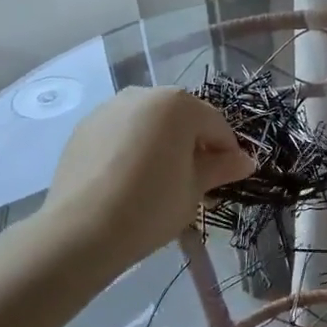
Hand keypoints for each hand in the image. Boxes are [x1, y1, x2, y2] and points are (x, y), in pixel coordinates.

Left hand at [34, 88, 255, 271]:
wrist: (80, 231)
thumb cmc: (151, 206)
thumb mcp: (195, 189)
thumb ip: (221, 168)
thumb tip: (246, 161)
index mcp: (178, 104)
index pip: (215, 125)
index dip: (227, 152)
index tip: (228, 178)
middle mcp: (144, 95)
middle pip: (181, 119)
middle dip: (192, 145)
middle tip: (195, 182)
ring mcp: (109, 109)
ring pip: (149, 124)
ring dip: (161, 145)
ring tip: (159, 182)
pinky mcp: (84, 129)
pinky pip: (121, 133)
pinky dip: (132, 149)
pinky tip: (128, 181)